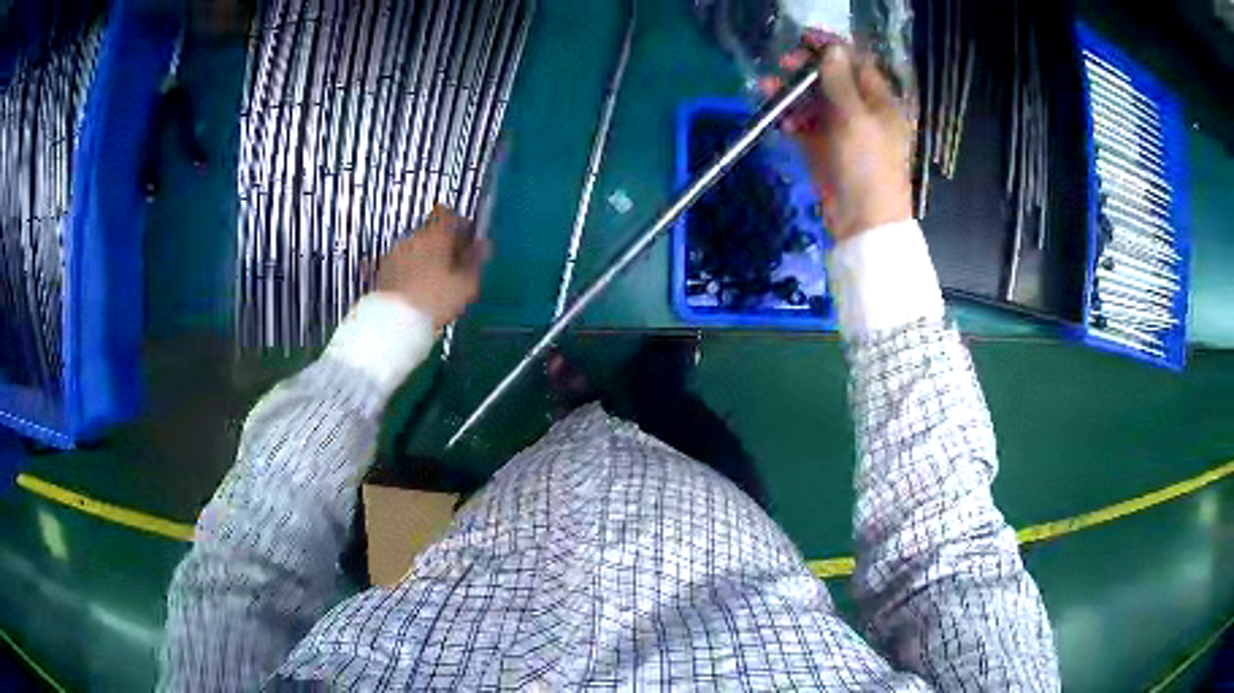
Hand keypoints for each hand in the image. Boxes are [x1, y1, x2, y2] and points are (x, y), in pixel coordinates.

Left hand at [376, 205, 490, 330]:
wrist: (395, 323)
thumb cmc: (435, 301)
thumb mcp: (466, 285)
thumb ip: (476, 261)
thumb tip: (483, 245)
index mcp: (435, 236)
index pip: (446, 213)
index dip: (457, 222)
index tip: (464, 239)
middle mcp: (413, 238)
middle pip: (431, 232)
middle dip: (442, 245)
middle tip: (453, 268)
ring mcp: (395, 252)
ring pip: (416, 247)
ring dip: (425, 258)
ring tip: (433, 282)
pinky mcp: (384, 269)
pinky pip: (403, 262)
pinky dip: (410, 270)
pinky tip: (416, 290)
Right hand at [760, 36, 913, 241]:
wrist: (864, 223)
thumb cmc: (869, 167)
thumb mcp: (856, 119)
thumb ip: (840, 83)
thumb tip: (832, 49)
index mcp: (881, 103)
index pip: (857, 65)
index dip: (832, 49)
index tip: (804, 38)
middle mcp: (863, 114)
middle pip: (833, 81)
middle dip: (807, 71)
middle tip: (783, 64)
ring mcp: (843, 133)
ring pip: (815, 104)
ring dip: (792, 95)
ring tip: (767, 88)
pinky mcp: (825, 151)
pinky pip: (806, 127)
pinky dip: (791, 121)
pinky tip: (778, 120)